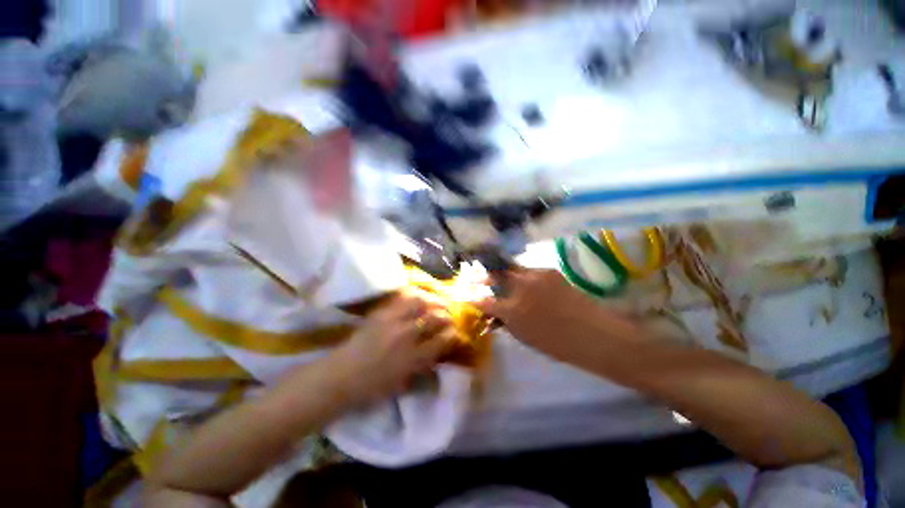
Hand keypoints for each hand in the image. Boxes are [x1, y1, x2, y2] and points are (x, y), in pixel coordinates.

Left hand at [329, 290, 457, 404]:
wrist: (341, 376)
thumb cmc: (372, 387)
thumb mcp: (403, 385)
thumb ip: (424, 369)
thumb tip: (440, 358)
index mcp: (413, 359)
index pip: (442, 340)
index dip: (453, 334)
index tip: (456, 332)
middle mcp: (406, 336)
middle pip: (434, 318)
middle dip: (447, 316)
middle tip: (449, 316)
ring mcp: (393, 321)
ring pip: (421, 302)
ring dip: (434, 301)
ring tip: (438, 303)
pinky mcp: (382, 312)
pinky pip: (403, 297)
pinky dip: (416, 294)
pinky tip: (421, 295)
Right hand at [476, 269, 642, 363]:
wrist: (595, 333)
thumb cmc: (558, 343)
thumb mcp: (525, 337)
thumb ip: (505, 322)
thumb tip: (493, 314)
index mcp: (513, 310)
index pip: (485, 301)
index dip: (474, 298)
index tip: (468, 295)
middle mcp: (521, 287)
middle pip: (497, 274)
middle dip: (487, 276)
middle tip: (482, 279)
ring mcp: (536, 275)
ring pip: (513, 269)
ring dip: (506, 274)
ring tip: (506, 282)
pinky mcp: (550, 271)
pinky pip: (529, 270)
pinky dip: (523, 276)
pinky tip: (528, 284)